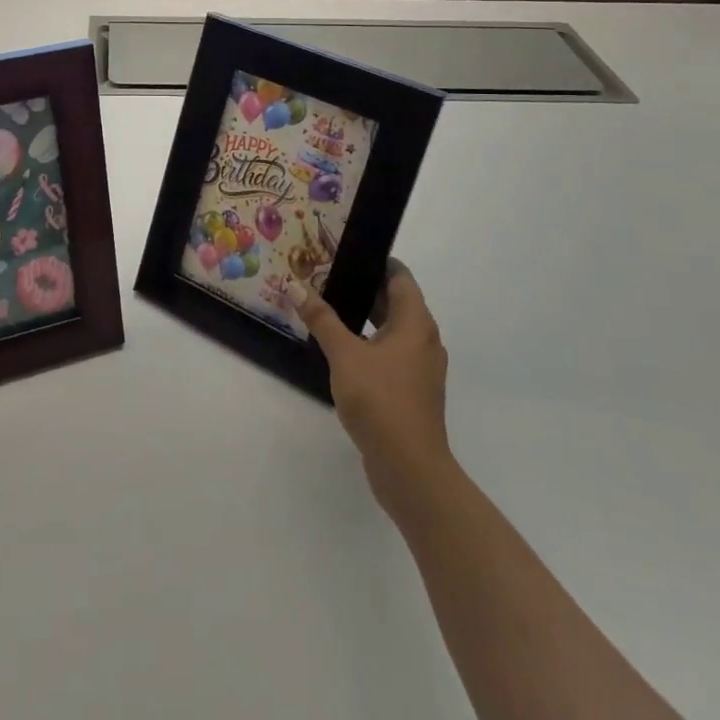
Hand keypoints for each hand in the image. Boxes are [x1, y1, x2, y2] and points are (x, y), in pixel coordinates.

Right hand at [282, 260, 453, 527]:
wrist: (410, 469)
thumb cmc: (382, 401)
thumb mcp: (344, 355)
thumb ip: (321, 319)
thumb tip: (295, 286)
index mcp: (416, 323)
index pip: (400, 276)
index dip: (375, 260)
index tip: (343, 250)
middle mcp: (423, 339)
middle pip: (395, 300)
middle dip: (362, 286)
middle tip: (324, 274)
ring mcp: (419, 367)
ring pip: (390, 328)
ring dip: (363, 316)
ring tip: (325, 305)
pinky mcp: (410, 390)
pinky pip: (388, 352)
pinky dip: (367, 341)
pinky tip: (338, 346)